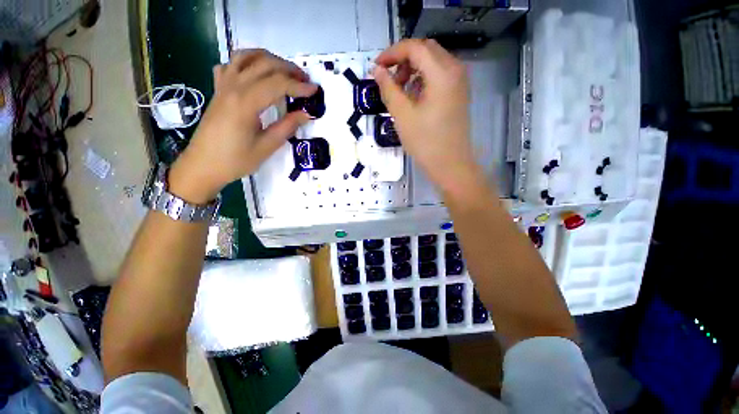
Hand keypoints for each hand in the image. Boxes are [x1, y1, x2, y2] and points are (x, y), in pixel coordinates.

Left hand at [169, 50, 316, 203]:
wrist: (202, 165)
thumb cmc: (235, 160)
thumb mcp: (266, 147)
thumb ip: (287, 127)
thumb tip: (306, 114)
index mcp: (245, 103)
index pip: (278, 84)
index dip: (299, 86)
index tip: (315, 91)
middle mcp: (233, 87)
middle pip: (264, 64)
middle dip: (289, 69)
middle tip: (306, 81)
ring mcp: (223, 85)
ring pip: (246, 57)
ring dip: (269, 59)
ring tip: (285, 71)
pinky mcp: (218, 89)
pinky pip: (230, 64)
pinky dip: (246, 62)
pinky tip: (256, 73)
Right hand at [373, 39, 482, 195]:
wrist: (450, 165)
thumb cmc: (425, 142)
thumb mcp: (402, 115)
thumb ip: (388, 88)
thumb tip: (377, 71)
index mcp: (442, 73)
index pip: (414, 47)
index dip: (391, 53)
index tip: (376, 68)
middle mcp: (455, 70)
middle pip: (425, 50)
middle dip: (403, 60)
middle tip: (388, 80)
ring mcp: (459, 82)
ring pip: (433, 62)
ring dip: (413, 69)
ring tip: (399, 91)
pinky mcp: (458, 94)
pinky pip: (439, 76)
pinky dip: (423, 79)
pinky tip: (413, 97)